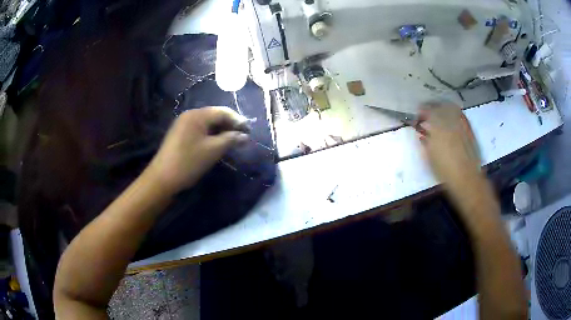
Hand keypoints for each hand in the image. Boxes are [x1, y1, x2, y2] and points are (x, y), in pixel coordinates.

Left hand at [147, 106, 248, 193]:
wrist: (162, 178)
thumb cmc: (189, 162)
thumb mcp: (213, 150)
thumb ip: (231, 140)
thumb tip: (245, 136)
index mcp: (197, 115)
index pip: (223, 112)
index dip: (238, 120)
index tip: (249, 131)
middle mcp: (189, 115)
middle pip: (214, 115)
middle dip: (230, 125)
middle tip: (242, 137)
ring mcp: (183, 124)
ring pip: (207, 124)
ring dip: (221, 131)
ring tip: (232, 142)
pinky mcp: (180, 134)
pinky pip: (199, 130)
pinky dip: (210, 135)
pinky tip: (217, 144)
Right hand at [418, 103, 482, 193]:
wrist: (467, 179)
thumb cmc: (445, 172)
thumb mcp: (430, 160)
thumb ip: (426, 144)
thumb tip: (422, 136)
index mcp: (437, 130)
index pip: (428, 112)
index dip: (422, 111)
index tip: (418, 115)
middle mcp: (449, 123)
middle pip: (439, 106)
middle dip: (432, 106)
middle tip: (427, 110)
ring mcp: (461, 125)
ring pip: (451, 108)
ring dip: (443, 106)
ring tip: (439, 110)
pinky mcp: (469, 130)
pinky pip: (461, 115)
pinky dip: (454, 112)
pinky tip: (452, 117)